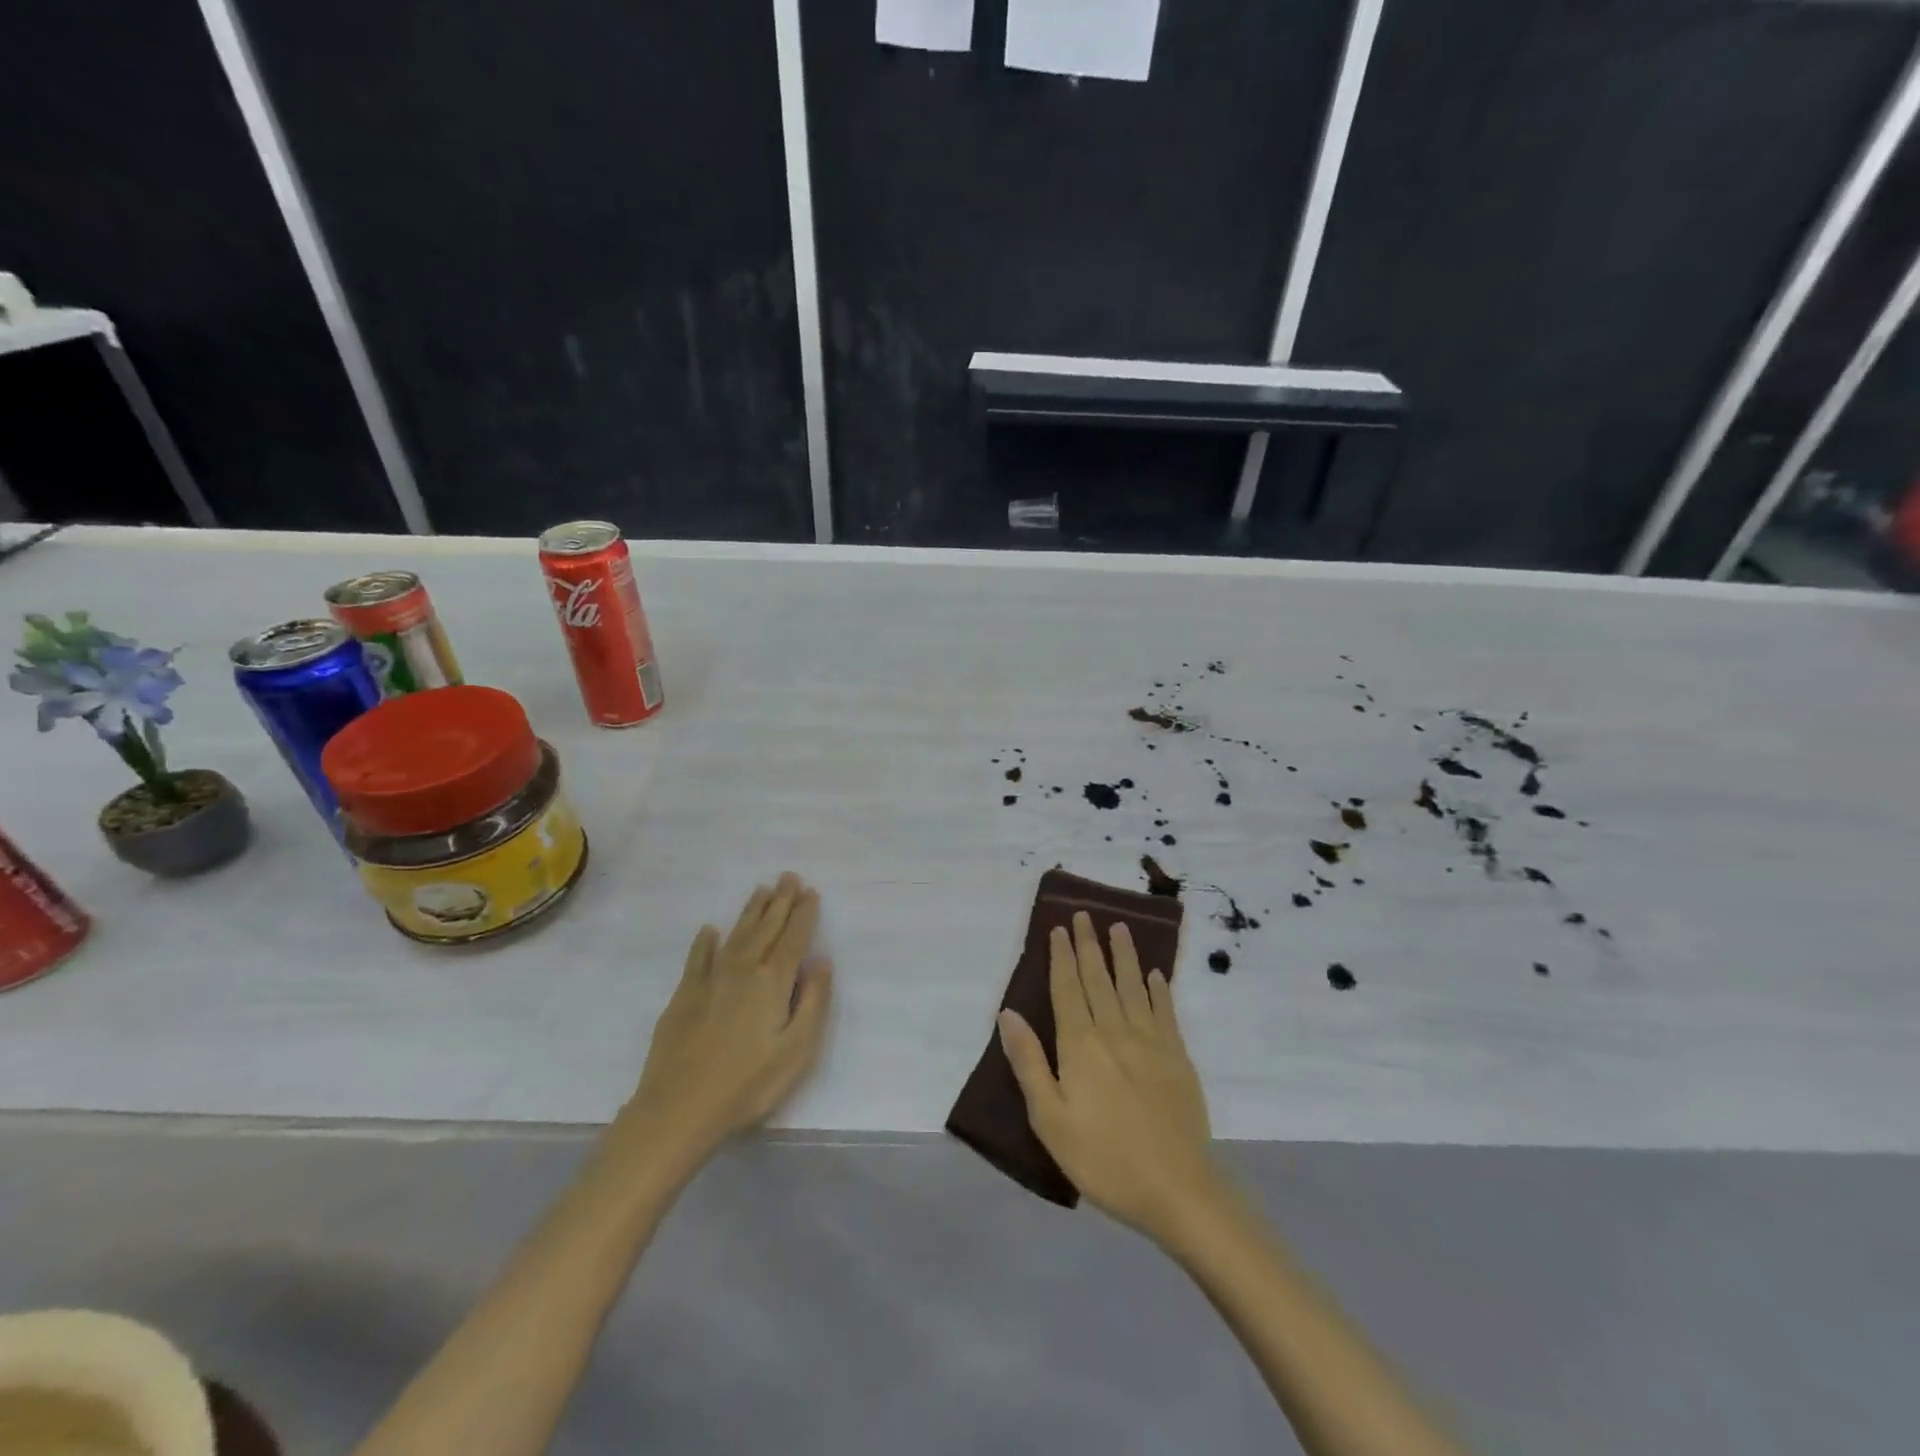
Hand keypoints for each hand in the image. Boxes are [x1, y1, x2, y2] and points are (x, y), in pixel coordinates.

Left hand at [617, 873, 832, 1170]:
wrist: (677, 1109)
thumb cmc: (747, 1084)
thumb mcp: (797, 1050)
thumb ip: (813, 1002)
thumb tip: (822, 961)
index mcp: (772, 982)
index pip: (793, 939)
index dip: (804, 914)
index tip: (811, 892)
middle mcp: (742, 970)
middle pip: (765, 928)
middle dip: (780, 902)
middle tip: (788, 876)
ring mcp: (709, 980)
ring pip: (735, 935)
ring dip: (750, 912)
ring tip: (761, 890)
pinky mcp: (684, 996)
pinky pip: (698, 959)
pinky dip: (705, 943)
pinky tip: (709, 931)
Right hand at [999, 911, 1218, 1242]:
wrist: (1176, 1189)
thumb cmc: (1103, 1158)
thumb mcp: (1050, 1119)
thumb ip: (1029, 1062)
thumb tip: (1008, 1013)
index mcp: (1080, 1046)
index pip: (1067, 989)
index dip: (1062, 957)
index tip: (1059, 929)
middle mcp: (1114, 1032)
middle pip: (1098, 979)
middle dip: (1089, 945)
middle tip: (1085, 915)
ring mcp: (1151, 1042)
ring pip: (1133, 987)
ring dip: (1124, 955)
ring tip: (1119, 927)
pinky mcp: (1178, 1058)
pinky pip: (1166, 1012)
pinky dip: (1159, 990)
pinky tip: (1156, 974)